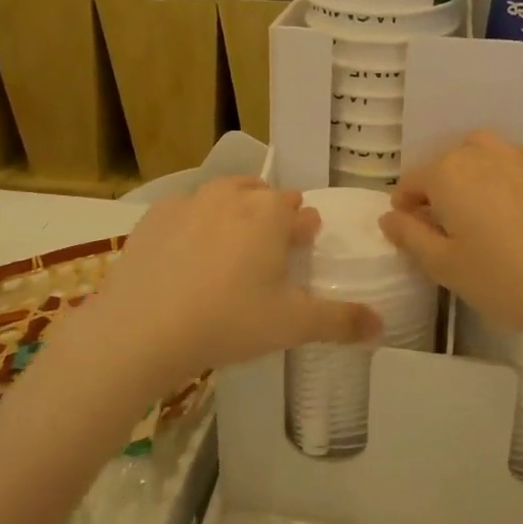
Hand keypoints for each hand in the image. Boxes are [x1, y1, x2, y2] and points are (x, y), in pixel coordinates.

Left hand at [79, 177, 379, 388]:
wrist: (141, 329)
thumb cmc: (227, 321)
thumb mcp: (292, 325)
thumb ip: (341, 321)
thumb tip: (382, 325)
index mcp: (270, 213)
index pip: (299, 210)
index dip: (304, 229)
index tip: (303, 246)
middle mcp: (231, 195)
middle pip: (262, 196)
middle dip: (271, 216)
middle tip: (268, 251)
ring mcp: (189, 201)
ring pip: (223, 196)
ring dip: (234, 213)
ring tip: (230, 248)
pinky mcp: (153, 216)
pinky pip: (184, 212)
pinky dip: (193, 225)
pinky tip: (186, 257)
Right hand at [379, 132, 522, 343]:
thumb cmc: (506, 279)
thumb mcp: (446, 267)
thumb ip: (410, 237)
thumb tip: (389, 216)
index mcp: (447, 173)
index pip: (410, 182)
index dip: (405, 209)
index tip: (414, 235)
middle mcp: (480, 152)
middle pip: (446, 165)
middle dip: (439, 192)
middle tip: (451, 233)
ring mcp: (521, 154)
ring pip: (482, 157)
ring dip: (473, 178)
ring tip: (485, 216)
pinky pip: (517, 162)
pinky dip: (508, 177)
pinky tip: (520, 209)